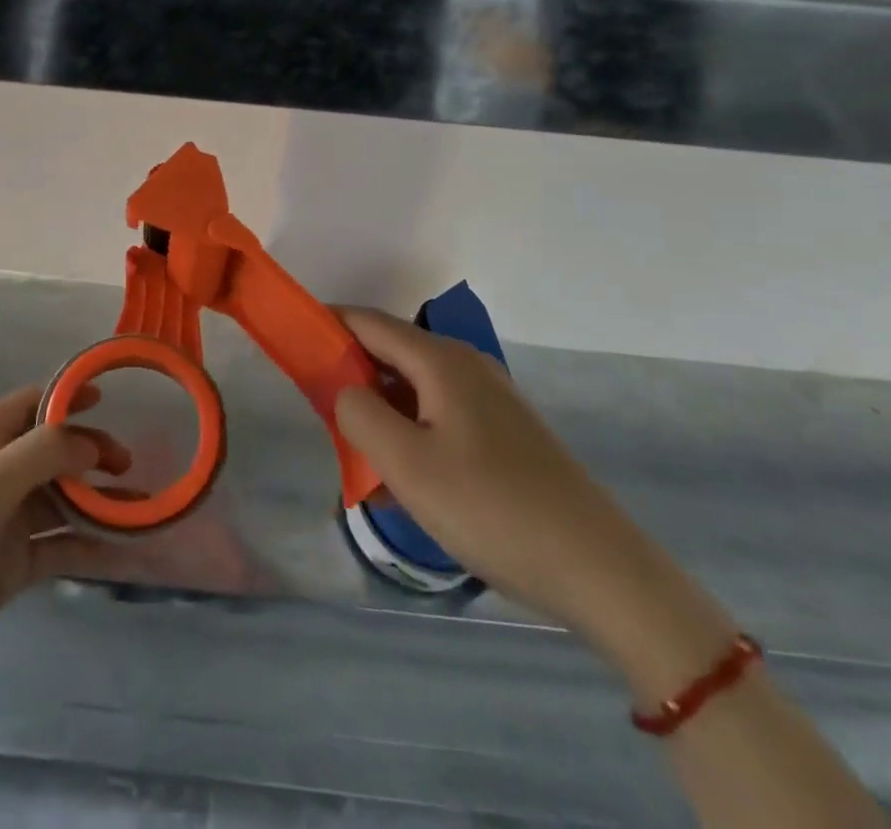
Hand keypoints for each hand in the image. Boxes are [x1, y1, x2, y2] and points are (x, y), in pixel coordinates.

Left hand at [0, 385, 121, 709]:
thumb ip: (46, 452)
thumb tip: (91, 443)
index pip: (32, 402)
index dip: (69, 397)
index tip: (110, 401)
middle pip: (52, 451)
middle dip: (90, 453)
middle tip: (127, 466)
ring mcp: (2, 521)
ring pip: (60, 500)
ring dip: (96, 501)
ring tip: (138, 508)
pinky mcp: (9, 565)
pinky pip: (57, 546)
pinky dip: (87, 544)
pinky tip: (121, 550)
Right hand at [333, 308, 711, 658]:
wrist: (599, 570)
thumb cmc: (491, 509)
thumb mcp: (406, 464)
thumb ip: (358, 413)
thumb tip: (344, 389)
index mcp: (441, 360)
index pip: (367, 321)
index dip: (326, 324)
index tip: (290, 341)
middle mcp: (466, 365)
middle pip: (391, 349)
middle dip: (349, 369)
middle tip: (317, 406)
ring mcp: (491, 397)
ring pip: (415, 384)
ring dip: (380, 402)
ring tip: (356, 443)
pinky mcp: (505, 430)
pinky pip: (439, 410)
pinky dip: (409, 423)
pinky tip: (406, 467)